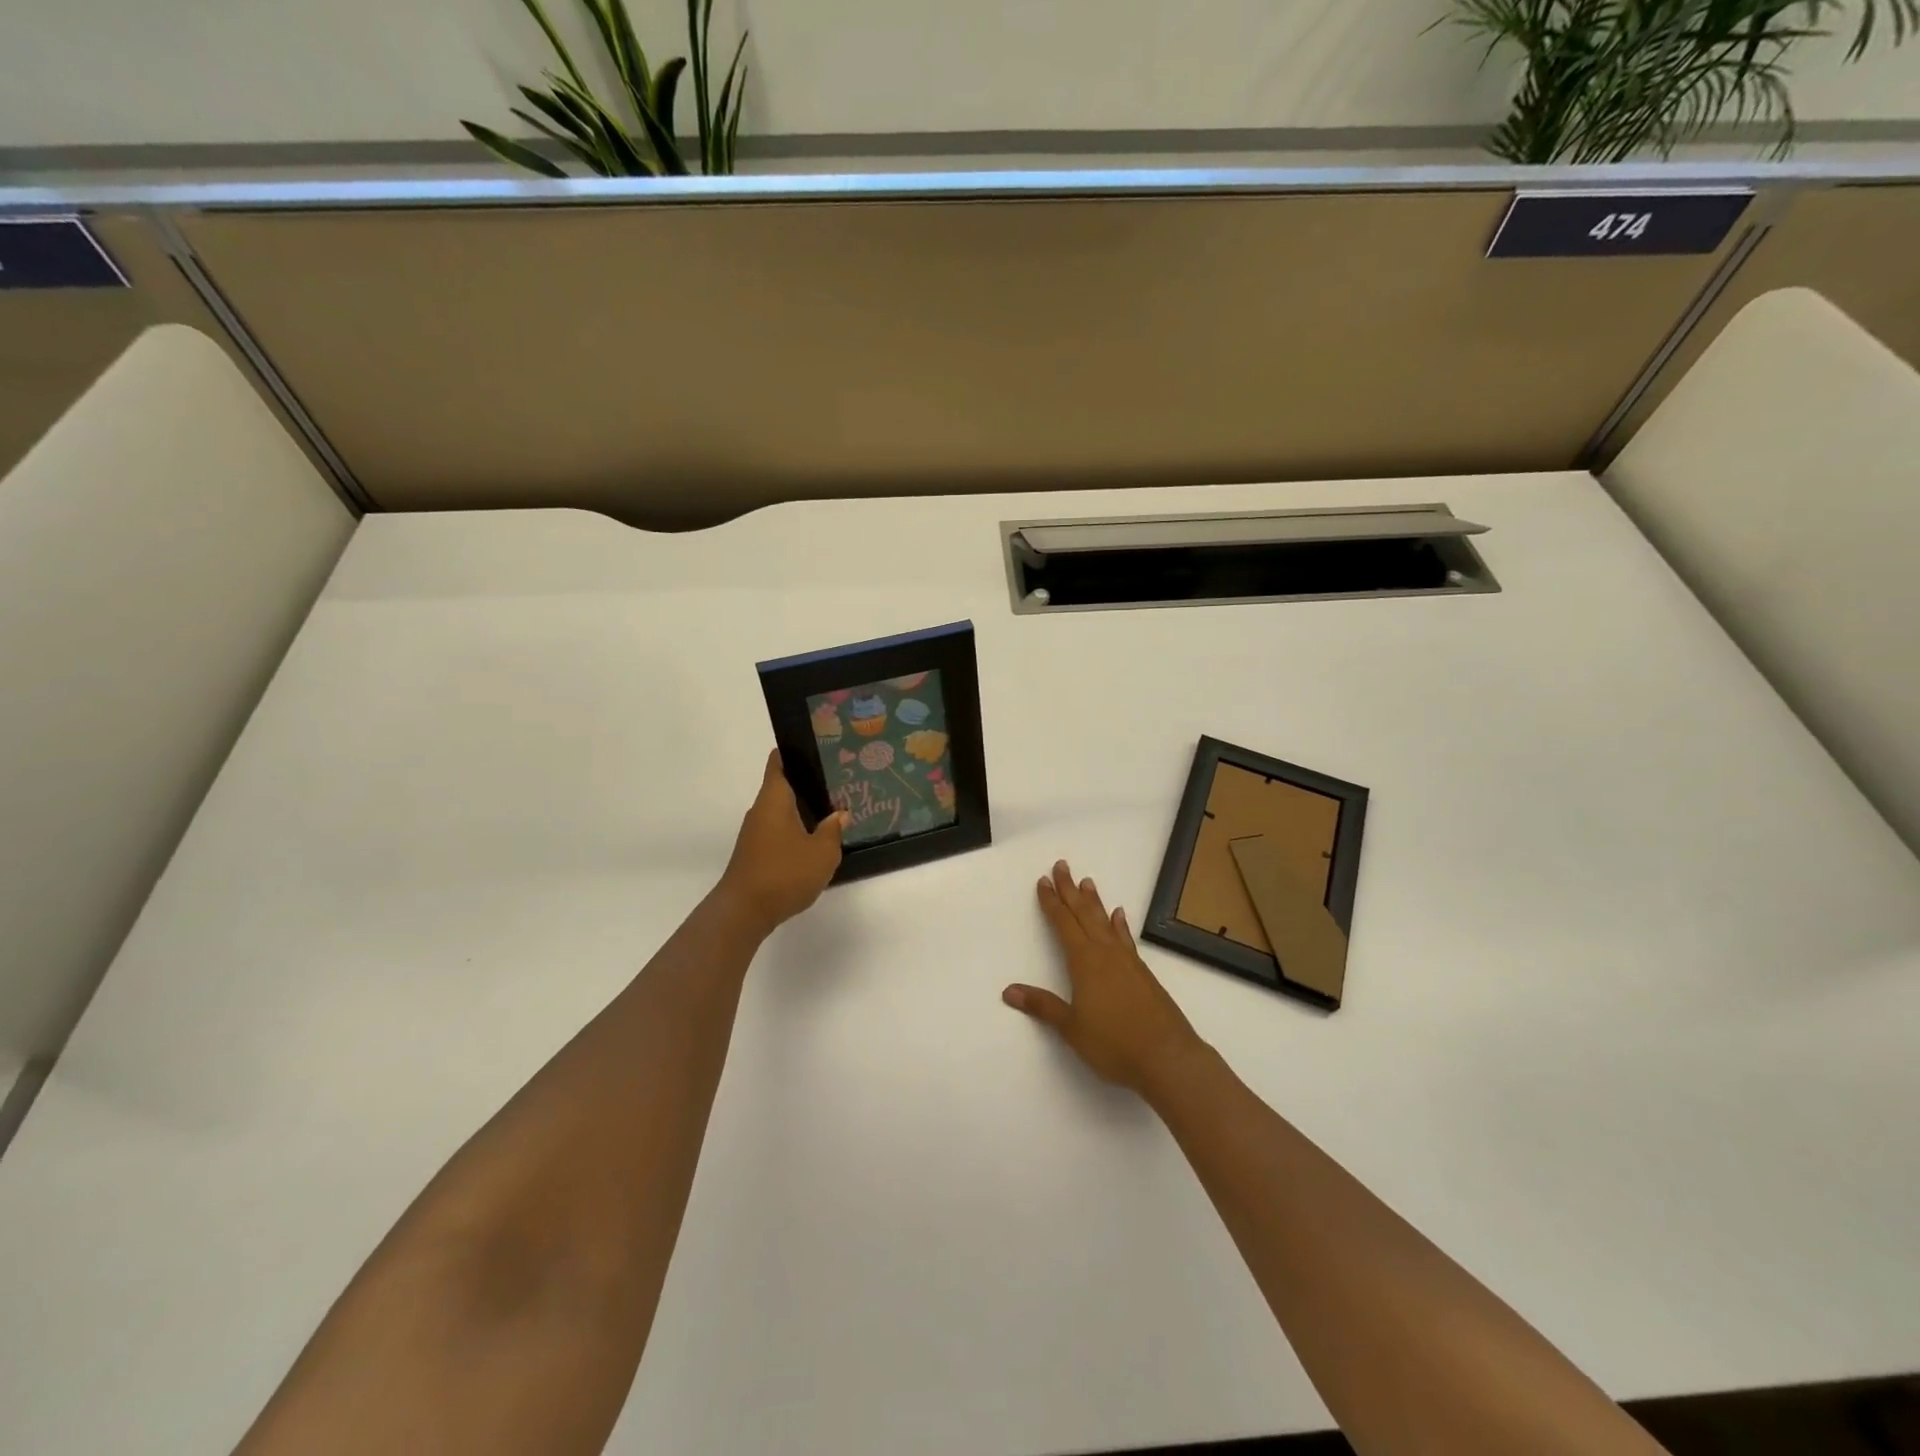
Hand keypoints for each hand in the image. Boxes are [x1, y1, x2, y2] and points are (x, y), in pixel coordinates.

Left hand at [718, 751, 845, 933]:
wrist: (744, 912)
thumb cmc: (784, 873)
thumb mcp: (822, 852)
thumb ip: (833, 830)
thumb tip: (840, 814)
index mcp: (774, 799)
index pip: (779, 762)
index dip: (794, 751)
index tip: (818, 747)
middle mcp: (761, 810)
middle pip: (783, 786)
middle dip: (808, 783)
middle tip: (839, 781)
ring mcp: (755, 833)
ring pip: (782, 811)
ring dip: (803, 810)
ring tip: (834, 810)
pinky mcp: (755, 853)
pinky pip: (779, 831)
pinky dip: (796, 830)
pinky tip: (816, 841)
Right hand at [1004, 860, 1206, 1097]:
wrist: (1167, 1057)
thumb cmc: (1114, 1044)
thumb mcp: (1071, 1028)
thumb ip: (1042, 1006)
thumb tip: (1008, 991)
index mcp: (1085, 962)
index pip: (1063, 924)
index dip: (1052, 903)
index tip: (1043, 882)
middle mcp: (1106, 954)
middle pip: (1084, 915)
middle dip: (1070, 890)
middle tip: (1061, 866)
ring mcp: (1128, 961)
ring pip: (1106, 922)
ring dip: (1094, 902)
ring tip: (1087, 882)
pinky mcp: (1143, 973)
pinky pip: (1125, 938)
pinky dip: (1120, 925)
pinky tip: (1120, 916)